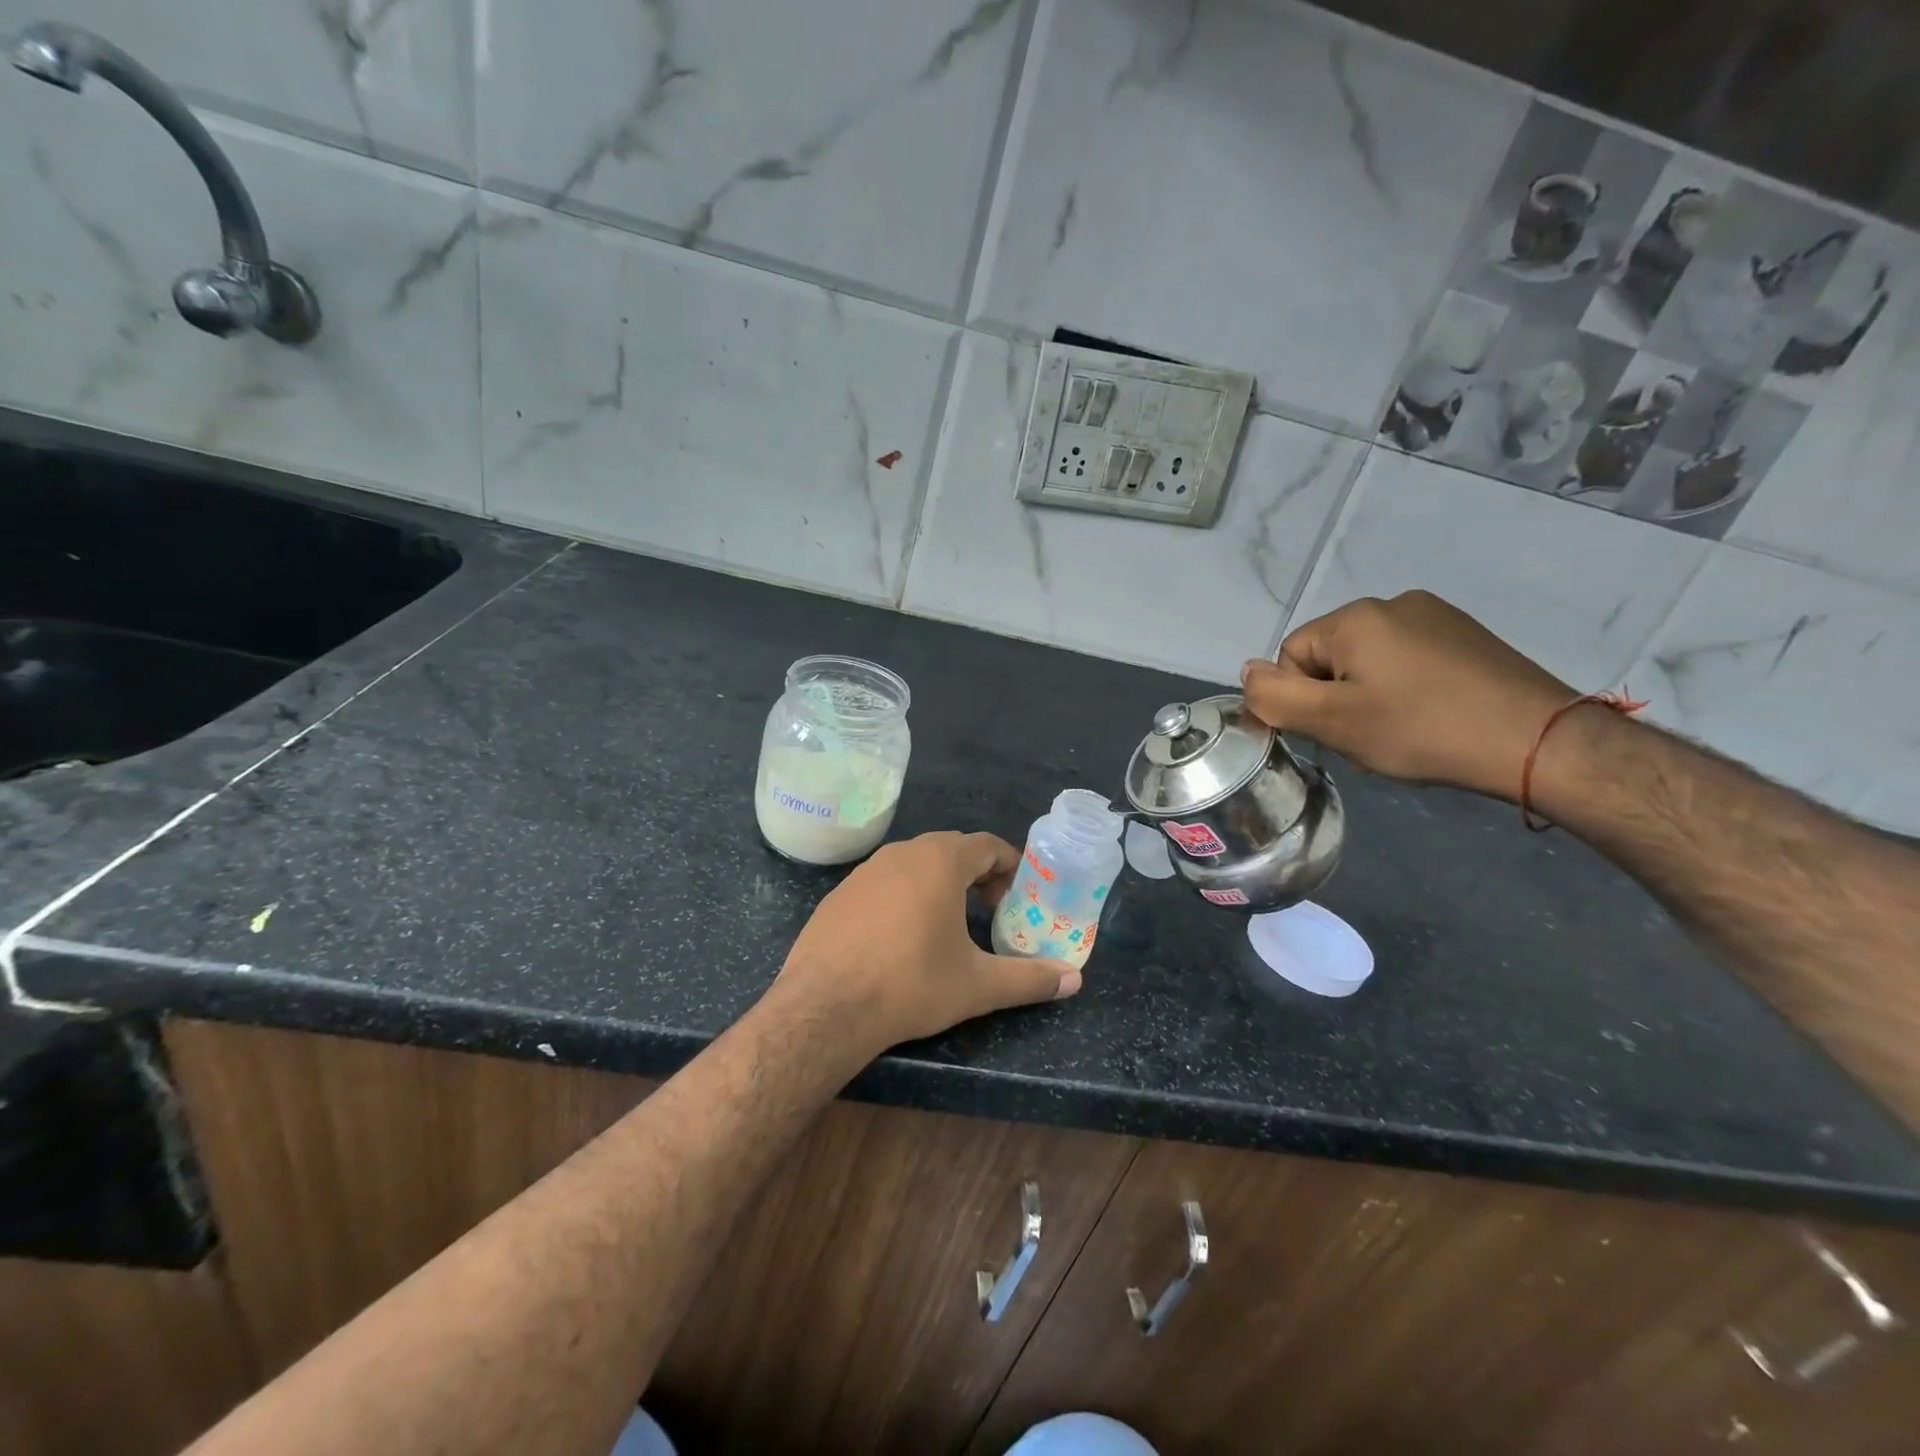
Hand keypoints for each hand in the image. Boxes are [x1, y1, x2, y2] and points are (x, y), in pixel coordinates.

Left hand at [775, 831, 1079, 1055]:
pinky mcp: (839, 894)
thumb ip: (1029, 979)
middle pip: (951, 850)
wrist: (825, 1006)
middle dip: (977, 875)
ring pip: (915, 864)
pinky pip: (884, 883)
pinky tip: (901, 938)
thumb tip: (1074, 979)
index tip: (1019, 895)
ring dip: (939, 884)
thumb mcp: (977, 985)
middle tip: (991, 911)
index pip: (987, 844)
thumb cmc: (911, 984)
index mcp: (940, 861)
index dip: (1010, 866)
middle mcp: (902, 853)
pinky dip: (904, 897)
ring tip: (950, 924)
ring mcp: (865, 871)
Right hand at [1241, 591, 1574, 801]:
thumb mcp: (1332, 721)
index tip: (1337, 729)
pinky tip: (1432, 716)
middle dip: (1337, 696)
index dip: (1303, 698)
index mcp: (1355, 617)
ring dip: (1370, 695)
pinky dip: (1407, 689)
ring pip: (1370, 660)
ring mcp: (1437, 616)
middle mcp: (1393, 603)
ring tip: (1403, 729)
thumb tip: (1247, 672)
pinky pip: (1409, 660)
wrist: (1537, 741)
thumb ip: (1275, 697)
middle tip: (1369, 734)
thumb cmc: (1421, 729)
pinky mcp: (1467, 636)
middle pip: (1330, 655)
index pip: (1291, 654)